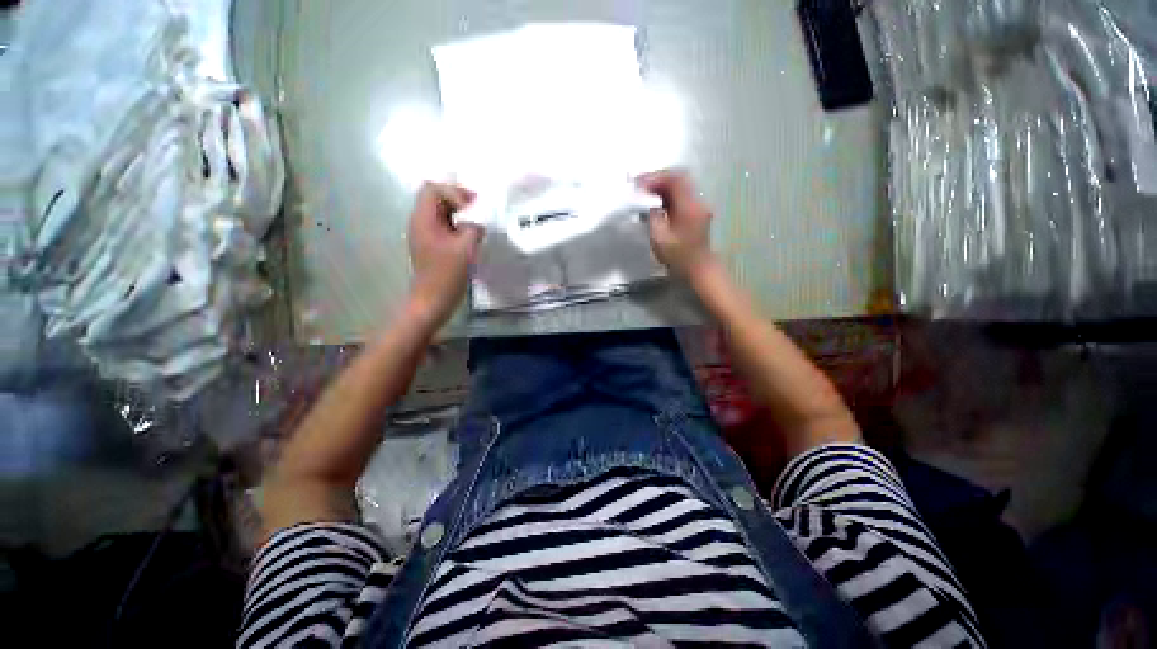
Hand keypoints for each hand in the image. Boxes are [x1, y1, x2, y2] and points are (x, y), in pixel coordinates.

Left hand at [406, 182, 483, 326]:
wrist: (432, 301)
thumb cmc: (446, 275)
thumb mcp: (465, 249)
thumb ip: (473, 229)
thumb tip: (478, 223)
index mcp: (423, 220)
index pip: (433, 189)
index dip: (454, 193)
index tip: (472, 210)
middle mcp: (420, 222)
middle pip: (435, 197)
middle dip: (458, 200)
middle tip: (478, 211)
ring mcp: (425, 234)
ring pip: (441, 212)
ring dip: (459, 214)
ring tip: (477, 224)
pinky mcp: (432, 245)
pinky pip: (444, 226)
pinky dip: (458, 226)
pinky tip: (471, 237)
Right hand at [638, 170, 716, 278]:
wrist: (699, 269)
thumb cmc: (678, 257)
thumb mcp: (659, 238)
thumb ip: (652, 217)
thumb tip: (648, 204)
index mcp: (689, 207)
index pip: (674, 180)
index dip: (655, 177)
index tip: (638, 184)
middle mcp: (698, 201)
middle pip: (679, 178)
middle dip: (659, 179)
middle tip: (641, 186)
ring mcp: (699, 206)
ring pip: (681, 186)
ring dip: (663, 186)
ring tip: (646, 193)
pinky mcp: (697, 212)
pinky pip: (682, 195)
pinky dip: (668, 195)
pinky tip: (657, 203)